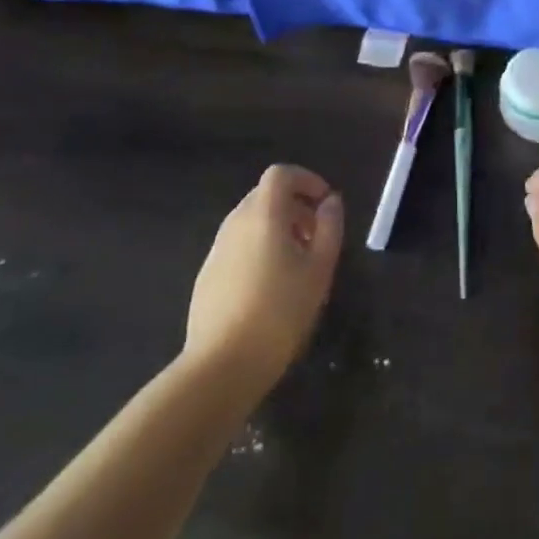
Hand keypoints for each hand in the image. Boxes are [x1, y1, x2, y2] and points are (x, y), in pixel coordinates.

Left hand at [183, 164, 343, 389]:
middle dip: (295, 206)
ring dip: (278, 228)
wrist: (222, 364)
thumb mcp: (319, 268)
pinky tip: (271, 286)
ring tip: (298, 263)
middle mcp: (235, 223)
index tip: (325, 203)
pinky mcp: (207, 275)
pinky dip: (259, 248)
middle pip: (265, 196)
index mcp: (263, 215)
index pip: (281, 174)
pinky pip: (238, 246)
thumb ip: (329, 228)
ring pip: (251, 222)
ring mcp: (217, 249)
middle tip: (317, 236)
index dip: (306, 180)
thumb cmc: (280, 311)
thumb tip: (331, 202)